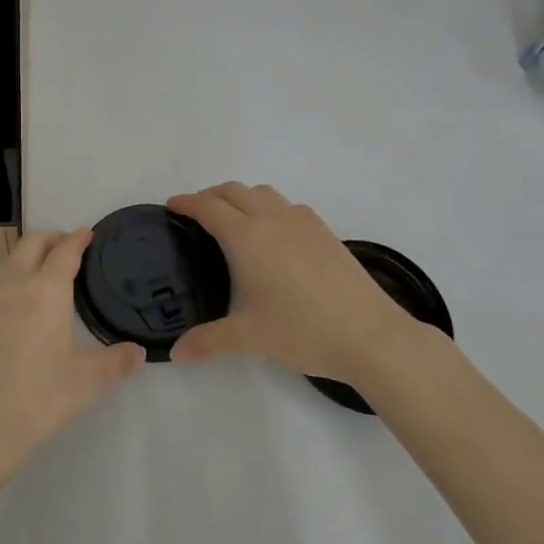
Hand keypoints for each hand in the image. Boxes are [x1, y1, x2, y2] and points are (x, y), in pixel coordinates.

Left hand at [0, 230, 143, 483]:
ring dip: (32, 252)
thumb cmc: (41, 396)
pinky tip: (30, 297)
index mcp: (46, 291)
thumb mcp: (88, 380)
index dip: (78, 239)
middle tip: (72, 246)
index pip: (64, 252)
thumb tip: (139, 352)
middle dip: (52, 238)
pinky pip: (2, 280)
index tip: (89, 233)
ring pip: (12, 260)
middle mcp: (17, 286)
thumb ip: (117, 361)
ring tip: (51, 267)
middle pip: (32, 244)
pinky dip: (18, 272)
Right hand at [167, 183, 435, 385]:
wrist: (371, 334)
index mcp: (247, 237)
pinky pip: (288, 206)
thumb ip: (208, 341)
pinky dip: (269, 208)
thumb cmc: (302, 331)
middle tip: (196, 213)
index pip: (209, 207)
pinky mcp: (325, 231)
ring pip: (263, 193)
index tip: (172, 205)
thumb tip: (177, 353)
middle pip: (234, 190)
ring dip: (241, 197)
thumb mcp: (249, 337)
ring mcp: (303, 222)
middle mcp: (272, 219)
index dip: (187, 203)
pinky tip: (274, 235)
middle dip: (210, 195)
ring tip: (233, 219)